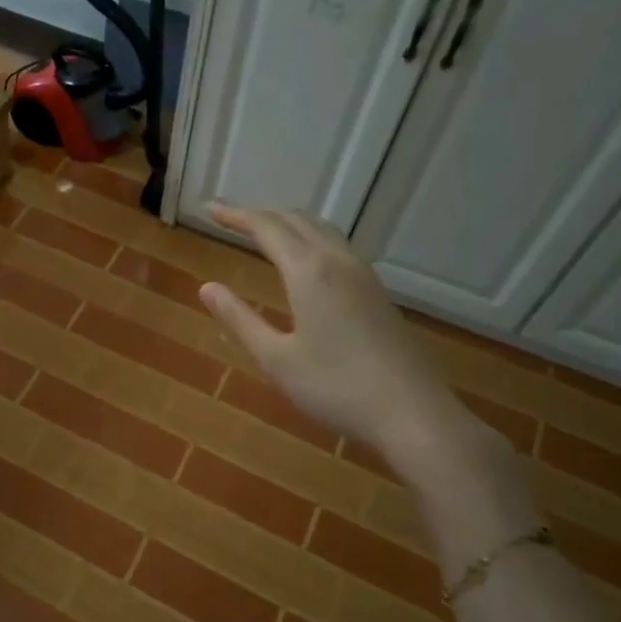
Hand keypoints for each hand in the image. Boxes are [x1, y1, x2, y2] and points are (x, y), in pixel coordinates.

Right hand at [198, 204, 495, 482]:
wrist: (413, 412)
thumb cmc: (336, 387)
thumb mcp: (276, 359)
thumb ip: (240, 319)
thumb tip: (207, 287)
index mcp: (309, 272)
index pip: (266, 227)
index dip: (236, 215)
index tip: (209, 209)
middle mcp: (338, 261)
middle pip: (296, 220)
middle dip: (260, 214)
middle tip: (229, 217)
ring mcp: (363, 275)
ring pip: (322, 229)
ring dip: (288, 222)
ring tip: (263, 230)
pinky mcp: (377, 292)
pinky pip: (338, 245)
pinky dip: (310, 237)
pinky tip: (306, 259)